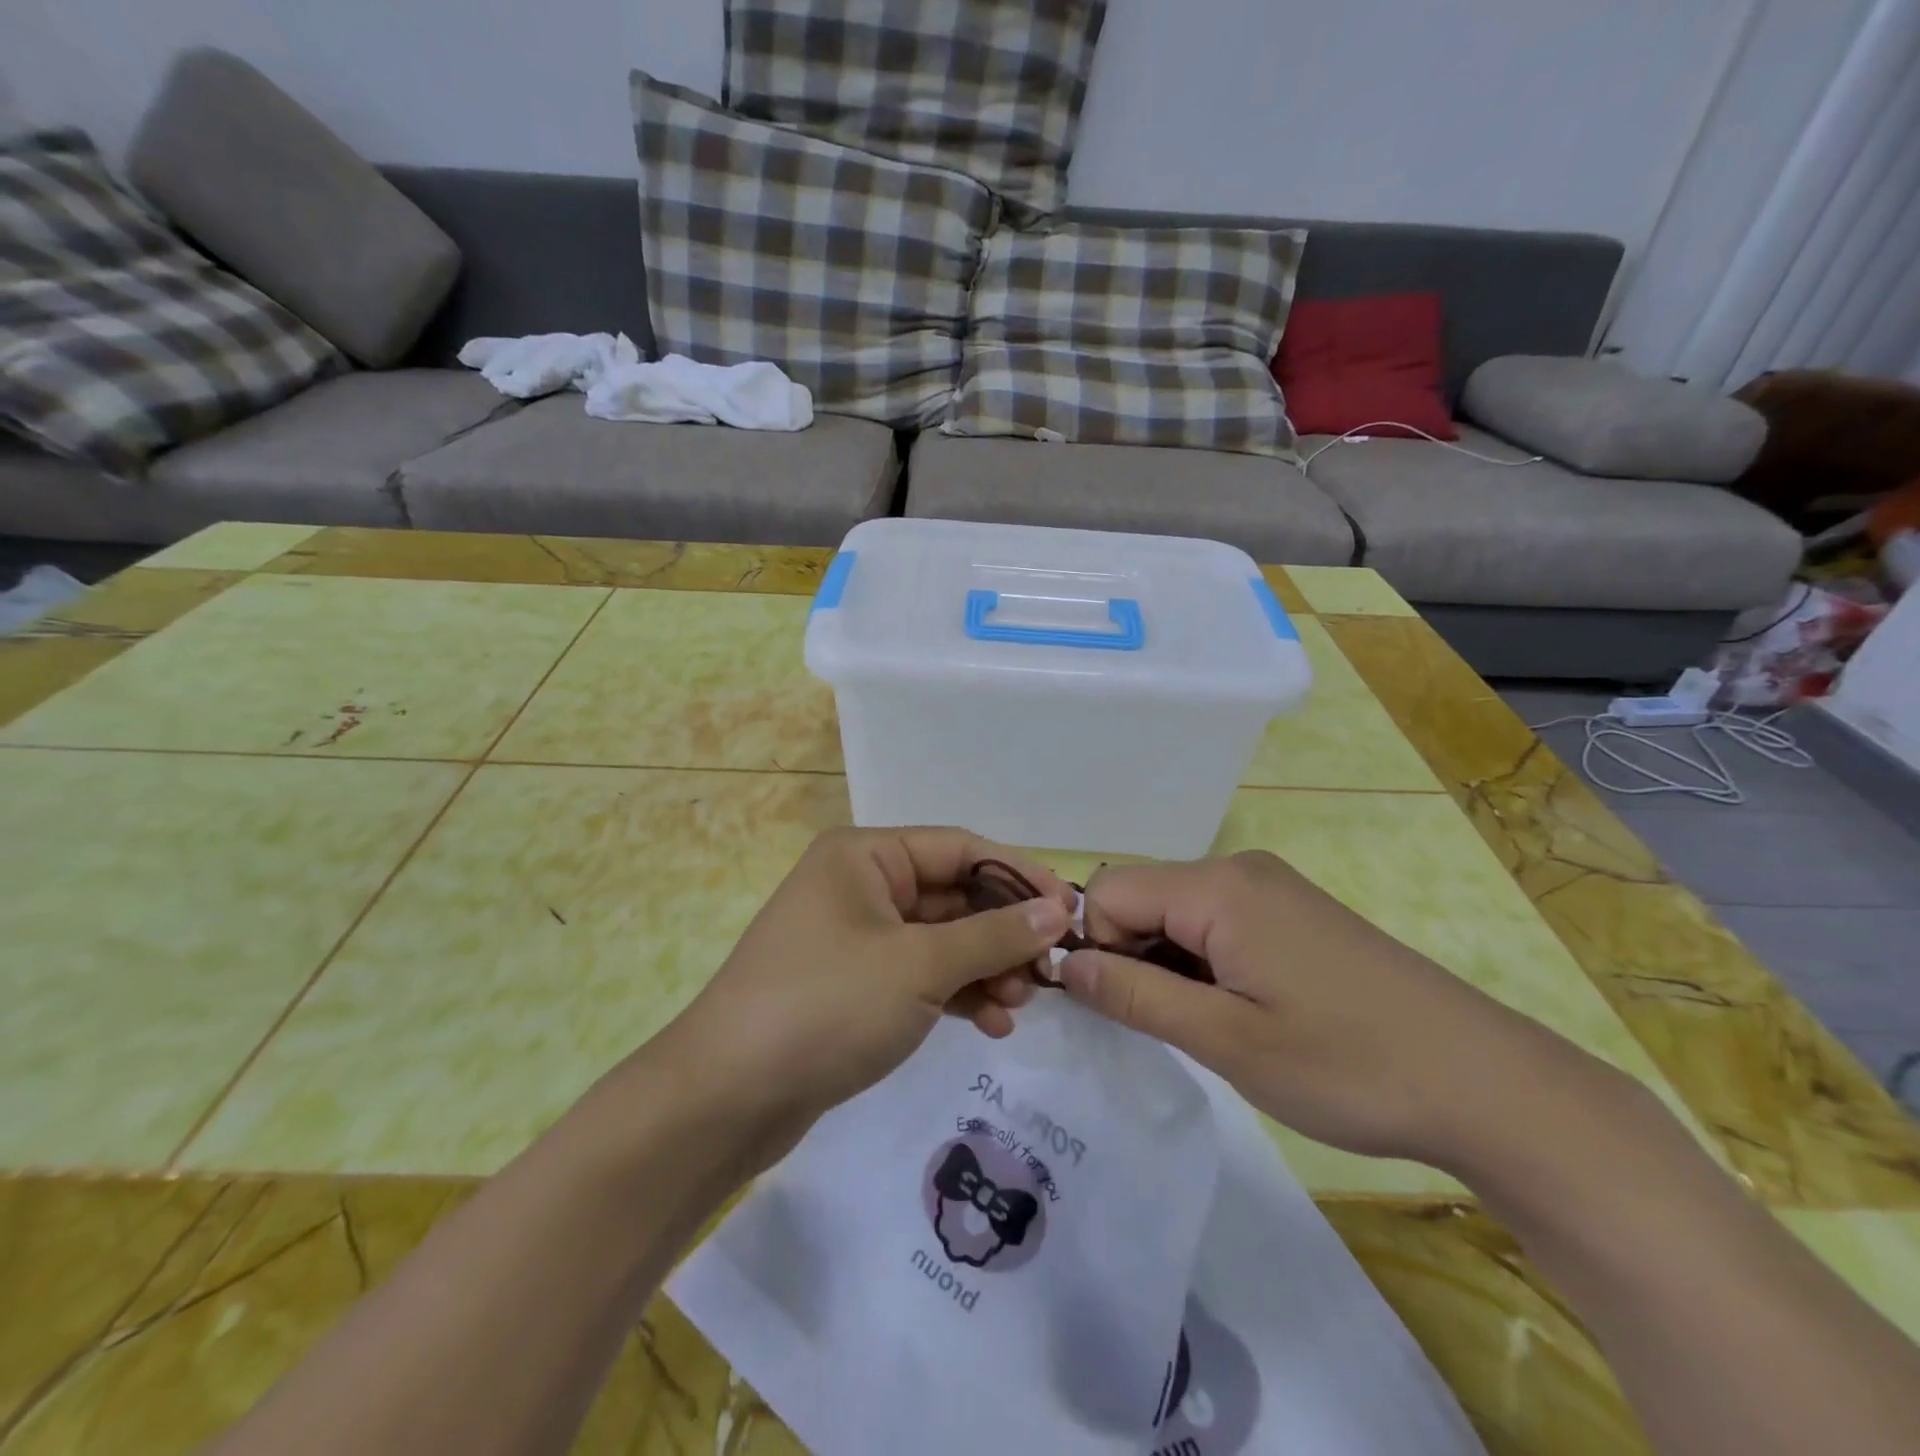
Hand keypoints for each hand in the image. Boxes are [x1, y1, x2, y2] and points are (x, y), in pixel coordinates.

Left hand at [657, 828, 1073, 1165]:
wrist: (726, 1098)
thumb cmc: (826, 1006)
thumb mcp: (919, 965)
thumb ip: (993, 935)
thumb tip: (1058, 909)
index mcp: (866, 856)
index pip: (961, 849)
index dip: (1019, 877)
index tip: (1071, 912)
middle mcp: (861, 885)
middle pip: (953, 896)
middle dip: (1002, 933)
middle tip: (1047, 973)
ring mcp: (857, 937)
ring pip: (941, 940)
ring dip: (985, 967)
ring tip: (1020, 1005)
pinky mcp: (856, 985)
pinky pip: (921, 975)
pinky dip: (957, 993)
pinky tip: (991, 1024)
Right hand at [1061, 851, 1594, 1170]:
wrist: (1486, 1084)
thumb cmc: (1348, 1064)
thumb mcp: (1227, 1041)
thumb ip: (1135, 997)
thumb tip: (1065, 968)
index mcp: (1217, 887)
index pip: (1106, 892)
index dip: (1097, 949)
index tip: (1121, 1010)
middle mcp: (1238, 870)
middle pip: (1141, 897)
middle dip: (1131, 957)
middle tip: (1171, 1028)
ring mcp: (1270, 889)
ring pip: (1176, 913)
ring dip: (1168, 965)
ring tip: (1213, 1027)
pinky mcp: (1292, 914)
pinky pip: (1215, 923)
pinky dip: (1203, 963)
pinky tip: (1242, 1012)